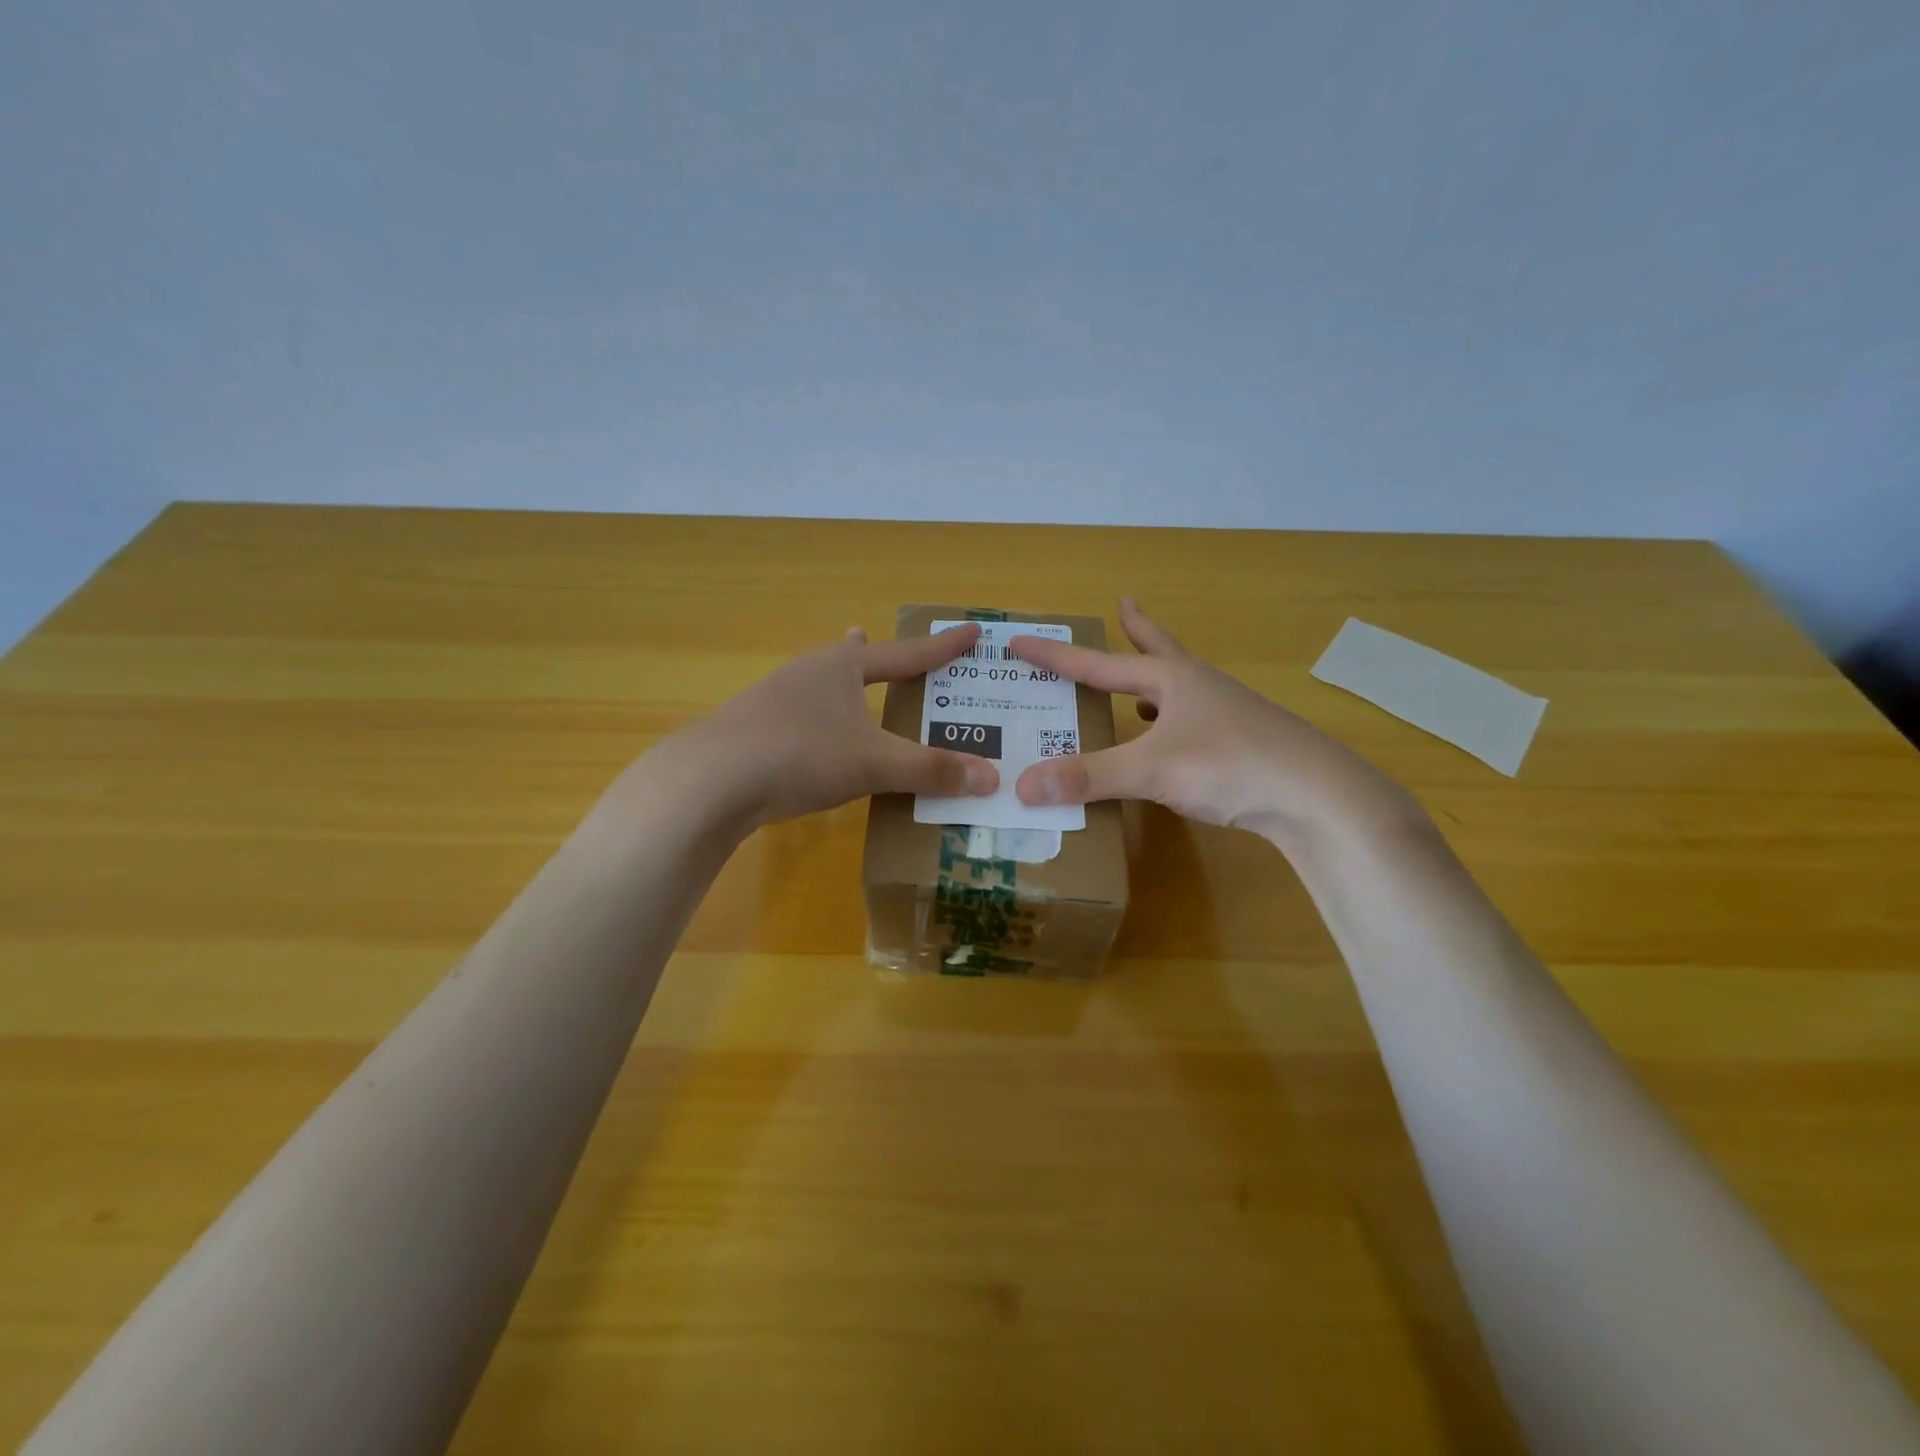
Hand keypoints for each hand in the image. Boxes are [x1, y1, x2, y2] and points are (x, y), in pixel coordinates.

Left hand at [677, 622, 999, 826]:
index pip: (907, 654)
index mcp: (842, 666)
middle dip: (870, 655)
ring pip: (821, 689)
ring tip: (848, 687)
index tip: (972, 633)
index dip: (943, 647)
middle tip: (877, 642)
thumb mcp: (874, 763)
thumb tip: (992, 779)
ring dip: (839, 688)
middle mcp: (809, 673)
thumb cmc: (801, 753)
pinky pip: (802, 720)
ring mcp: (775, 700)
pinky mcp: (754, 731)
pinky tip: (813, 741)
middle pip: (852, 660)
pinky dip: (820, 723)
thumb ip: (931, 770)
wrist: (709, 780)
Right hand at [1009, 598, 1417, 843]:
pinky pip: (1196, 724)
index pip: (1099, 663)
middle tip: (1124, 605)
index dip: (1056, 655)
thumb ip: (1087, 776)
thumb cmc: (1231, 765)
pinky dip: (1173, 725)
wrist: (1319, 797)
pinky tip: (1173, 742)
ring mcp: (1229, 714)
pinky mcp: (1245, 744)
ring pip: (1180, 690)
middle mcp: (1201, 687)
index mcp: (1173, 679)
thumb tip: (1021, 786)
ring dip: (1156, 683)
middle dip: (1137, 631)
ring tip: (1139, 689)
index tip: (1020, 641)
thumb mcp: (1152, 769)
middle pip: (1159, 651)